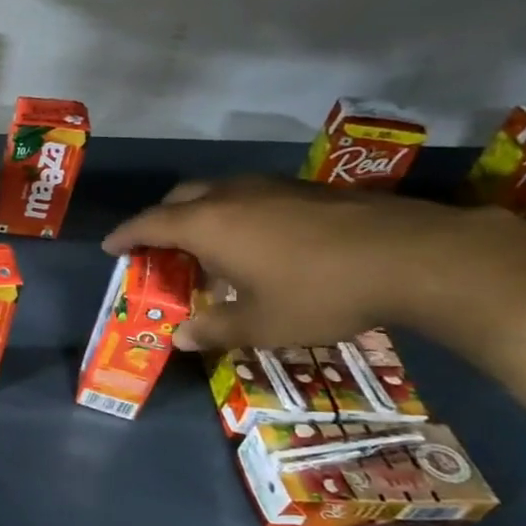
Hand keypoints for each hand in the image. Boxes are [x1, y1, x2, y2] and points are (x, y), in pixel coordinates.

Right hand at [101, 174, 511, 350]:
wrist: (415, 256)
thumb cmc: (320, 292)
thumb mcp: (262, 324)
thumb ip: (215, 329)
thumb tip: (180, 338)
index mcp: (207, 225)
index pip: (148, 224)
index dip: (125, 236)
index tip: (110, 248)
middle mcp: (230, 197)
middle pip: (179, 198)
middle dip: (160, 219)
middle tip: (158, 247)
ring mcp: (271, 187)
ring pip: (217, 192)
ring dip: (200, 214)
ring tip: (207, 246)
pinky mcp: (306, 189)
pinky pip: (250, 195)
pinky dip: (235, 213)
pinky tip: (259, 241)